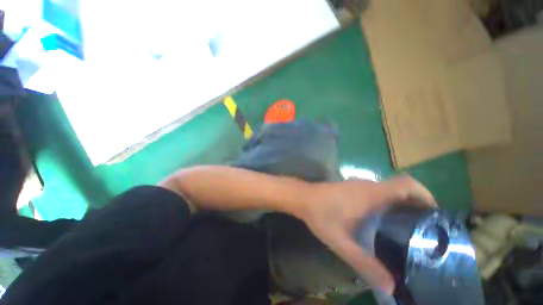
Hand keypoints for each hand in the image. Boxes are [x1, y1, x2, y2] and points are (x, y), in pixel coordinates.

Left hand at [300, 175, 435, 294]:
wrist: (302, 197)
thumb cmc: (321, 215)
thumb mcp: (342, 242)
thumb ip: (365, 264)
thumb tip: (390, 287)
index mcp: (371, 194)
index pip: (406, 183)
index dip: (424, 194)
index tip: (433, 213)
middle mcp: (368, 186)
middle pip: (401, 187)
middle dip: (417, 204)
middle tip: (425, 228)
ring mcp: (358, 185)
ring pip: (388, 189)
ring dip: (402, 204)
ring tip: (409, 228)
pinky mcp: (351, 187)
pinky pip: (377, 192)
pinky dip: (388, 202)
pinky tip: (383, 221)